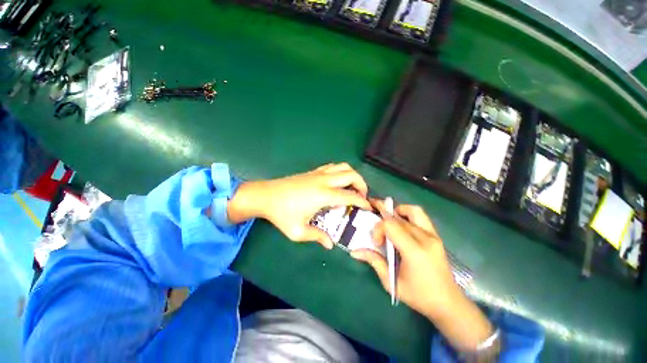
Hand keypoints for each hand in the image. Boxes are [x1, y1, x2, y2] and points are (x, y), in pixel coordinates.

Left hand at [227, 163, 370, 248]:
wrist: (265, 196)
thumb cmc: (281, 214)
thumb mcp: (298, 231)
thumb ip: (317, 236)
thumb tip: (330, 244)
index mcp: (323, 195)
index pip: (350, 196)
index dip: (362, 201)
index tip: (368, 207)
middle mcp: (324, 181)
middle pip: (351, 175)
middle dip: (362, 184)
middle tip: (362, 196)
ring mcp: (318, 173)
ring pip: (343, 166)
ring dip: (352, 175)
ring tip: (352, 187)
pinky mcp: (312, 171)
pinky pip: (332, 166)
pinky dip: (340, 171)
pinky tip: (337, 182)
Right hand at [351, 201, 458, 317]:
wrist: (448, 303)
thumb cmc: (419, 296)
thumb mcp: (392, 282)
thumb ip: (374, 261)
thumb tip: (354, 251)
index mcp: (414, 251)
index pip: (391, 226)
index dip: (378, 229)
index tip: (376, 243)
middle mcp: (425, 239)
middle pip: (398, 218)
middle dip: (383, 221)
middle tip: (376, 229)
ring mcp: (433, 235)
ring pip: (412, 211)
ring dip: (397, 212)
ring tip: (389, 221)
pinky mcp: (436, 236)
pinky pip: (421, 216)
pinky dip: (408, 213)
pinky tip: (401, 223)